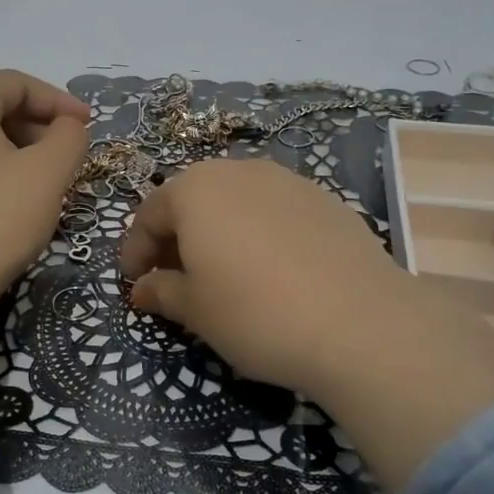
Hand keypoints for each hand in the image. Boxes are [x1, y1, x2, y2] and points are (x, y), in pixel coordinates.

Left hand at [0, 70, 91, 369]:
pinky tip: (16, 204)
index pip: (14, 83)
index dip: (58, 99)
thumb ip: (69, 136)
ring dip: (21, 151)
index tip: (89, 125)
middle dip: (39, 126)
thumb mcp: (48, 172)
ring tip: (49, 182)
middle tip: (70, 155)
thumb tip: (67, 126)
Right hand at [119, 159, 493, 489]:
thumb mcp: (195, 310)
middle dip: (177, 238)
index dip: (135, 251)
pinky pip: (274, 211)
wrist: (360, 322)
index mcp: (195, 189)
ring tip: (222, 273)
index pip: (149, 215)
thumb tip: (141, 289)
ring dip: (218, 232)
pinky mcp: (325, 199)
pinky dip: (258, 233)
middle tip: (174, 278)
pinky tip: (271, 270)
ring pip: (236, 202)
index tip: (133, 284)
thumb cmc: (255, 313)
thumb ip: (160, 291)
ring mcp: (287, 180)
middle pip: (193, 201)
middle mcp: (238, 171)